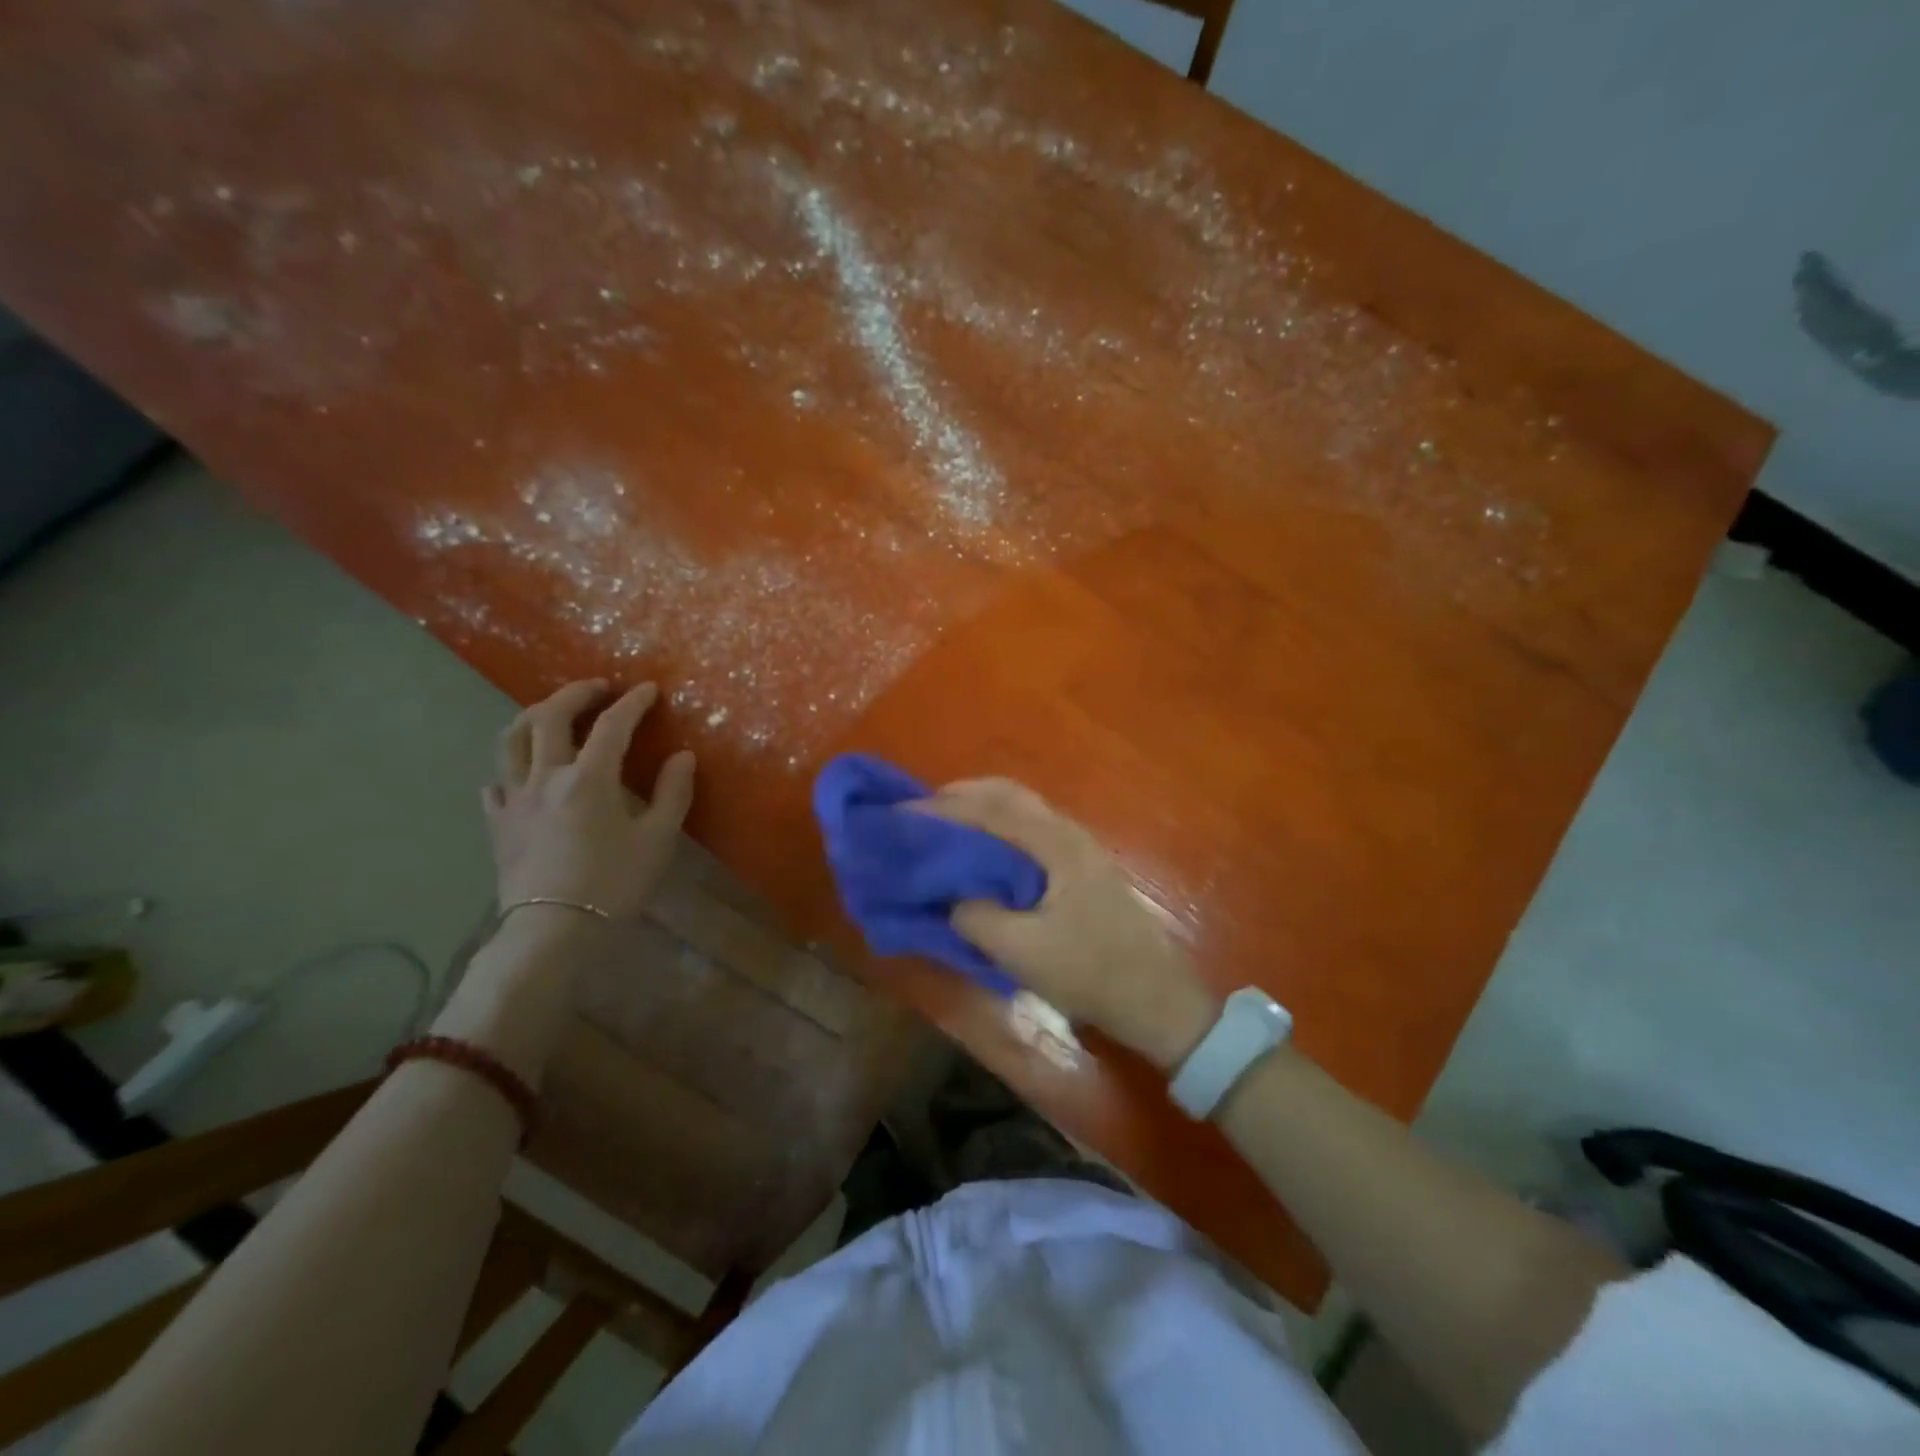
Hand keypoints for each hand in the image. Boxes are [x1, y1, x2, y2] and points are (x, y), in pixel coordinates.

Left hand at [483, 680, 694, 920]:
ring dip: (534, 716)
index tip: (649, 689)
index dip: (633, 703)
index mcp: (589, 778)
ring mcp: (515, 799)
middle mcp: (546, 777)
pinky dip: (510, 768)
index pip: (612, 725)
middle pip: (550, 717)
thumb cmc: (613, 883)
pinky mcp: (498, 824)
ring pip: (511, 740)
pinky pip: (496, 783)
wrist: (552, 931)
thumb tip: (683, 756)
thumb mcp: (658, 839)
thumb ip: (673, 792)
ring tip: (553, 713)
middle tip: (598, 689)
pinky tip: (522, 774)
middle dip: (575, 693)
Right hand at [916, 779, 1218, 1070]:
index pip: (990, 807)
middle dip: (958, 797)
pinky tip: (980, 852)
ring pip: (1019, 808)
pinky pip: (1029, 828)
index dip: (942, 807)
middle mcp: (1067, 831)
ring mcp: (1077, 846)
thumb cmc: (1091, 973)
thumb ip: (975, 917)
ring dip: (978, 809)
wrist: (1156, 998)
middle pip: (1006, 794)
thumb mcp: (1022, 952)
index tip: (900, 815)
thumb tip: (948, 896)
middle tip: (918, 815)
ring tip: (941, 829)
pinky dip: (996, 827)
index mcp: (1056, 843)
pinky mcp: (1080, 865)